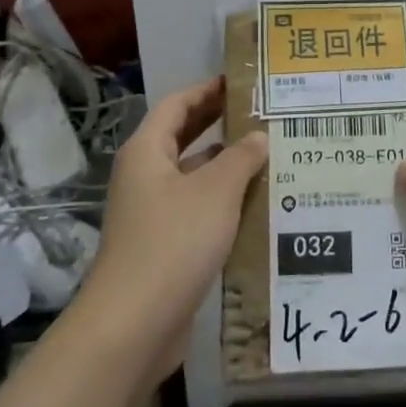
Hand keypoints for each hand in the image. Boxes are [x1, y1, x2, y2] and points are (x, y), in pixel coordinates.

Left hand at [81, 77, 266, 379]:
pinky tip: (259, 205)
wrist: (134, 325)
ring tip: (272, 156)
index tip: (242, 81)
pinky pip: (198, 209)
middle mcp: (146, 176)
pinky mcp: (165, 244)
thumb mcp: (215, 192)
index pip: (177, 104)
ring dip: (227, 165)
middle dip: (220, 123)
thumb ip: (241, 158)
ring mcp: (153, 212)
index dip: (207, 89)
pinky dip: (225, 201)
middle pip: (184, 137)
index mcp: (147, 152)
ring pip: (194, 176)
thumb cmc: (173, 243)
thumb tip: (258, 137)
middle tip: (263, 113)